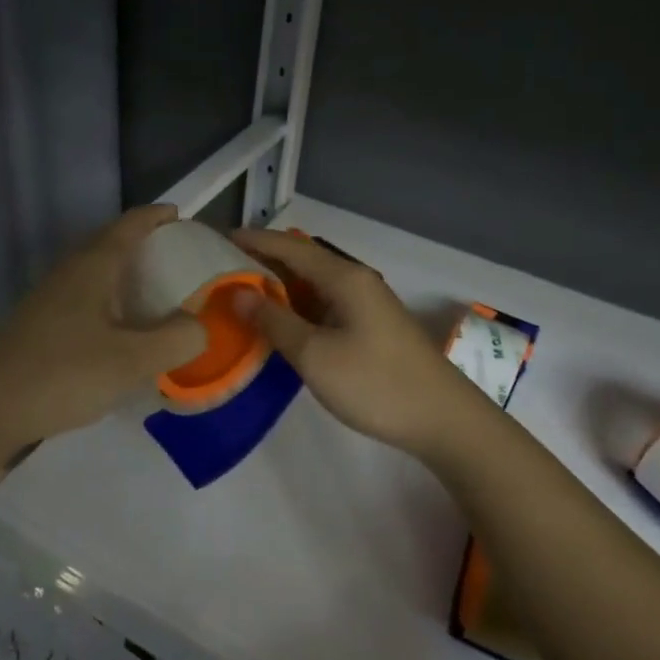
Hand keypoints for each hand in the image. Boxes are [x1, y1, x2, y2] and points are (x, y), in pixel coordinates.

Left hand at [0, 205, 207, 457]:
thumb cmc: (63, 374)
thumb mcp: (132, 361)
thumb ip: (176, 339)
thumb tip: (200, 325)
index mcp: (92, 267)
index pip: (130, 225)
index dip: (157, 216)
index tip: (182, 217)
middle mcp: (68, 273)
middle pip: (110, 244)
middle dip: (144, 245)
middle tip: (177, 260)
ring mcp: (48, 300)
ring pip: (94, 274)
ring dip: (124, 276)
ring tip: (155, 295)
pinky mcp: (37, 326)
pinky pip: (83, 300)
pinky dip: (109, 303)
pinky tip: (119, 333)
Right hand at [231, 228, 496, 458]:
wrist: (442, 420)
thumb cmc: (375, 384)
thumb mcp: (315, 355)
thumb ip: (275, 321)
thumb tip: (238, 294)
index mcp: (344, 278)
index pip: (290, 246)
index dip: (253, 240)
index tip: (216, 239)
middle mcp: (356, 281)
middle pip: (302, 260)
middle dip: (262, 261)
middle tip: (221, 269)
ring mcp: (367, 304)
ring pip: (314, 284)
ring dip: (280, 286)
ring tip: (241, 294)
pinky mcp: (371, 326)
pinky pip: (325, 304)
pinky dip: (298, 307)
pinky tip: (279, 322)